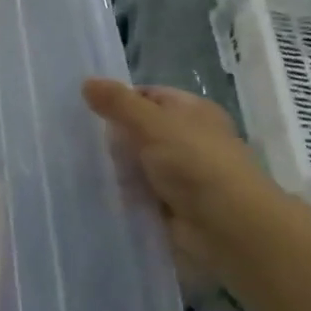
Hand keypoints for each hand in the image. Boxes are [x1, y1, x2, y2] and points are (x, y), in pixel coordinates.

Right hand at [82, 79, 277, 280]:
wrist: (229, 228)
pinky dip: (124, 196)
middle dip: (115, 139)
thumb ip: (118, 103)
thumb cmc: (195, 163)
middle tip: (82, 142)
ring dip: (118, 170)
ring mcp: (181, 175)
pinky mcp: (172, 207)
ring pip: (137, 164)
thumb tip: (87, 82)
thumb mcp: (152, 123)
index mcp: (192, 111)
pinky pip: (140, 194)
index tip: (89, 111)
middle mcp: (189, 140)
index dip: (121, 100)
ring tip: (82, 168)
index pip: (148, 96)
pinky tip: (98, 193)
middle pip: (140, 131)